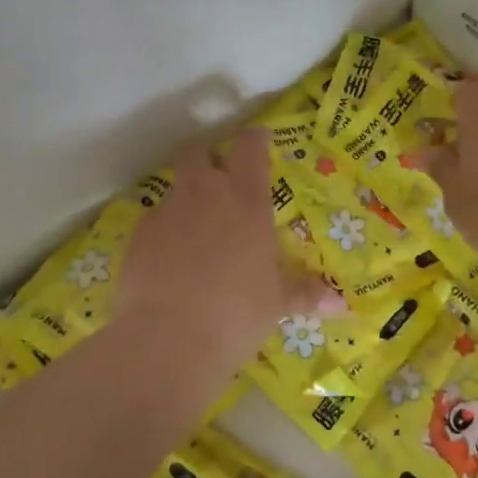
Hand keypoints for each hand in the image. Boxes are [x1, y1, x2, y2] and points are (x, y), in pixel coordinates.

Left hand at [118, 129, 342, 371]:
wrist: (170, 338)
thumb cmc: (237, 314)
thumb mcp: (276, 304)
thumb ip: (305, 294)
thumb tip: (341, 306)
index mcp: (246, 201)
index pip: (249, 146)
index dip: (254, 138)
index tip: (259, 140)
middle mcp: (204, 194)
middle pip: (197, 150)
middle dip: (207, 156)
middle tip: (218, 178)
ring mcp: (166, 212)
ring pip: (174, 187)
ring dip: (185, 199)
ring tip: (195, 232)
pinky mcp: (136, 236)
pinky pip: (153, 222)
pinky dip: (163, 232)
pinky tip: (169, 262)